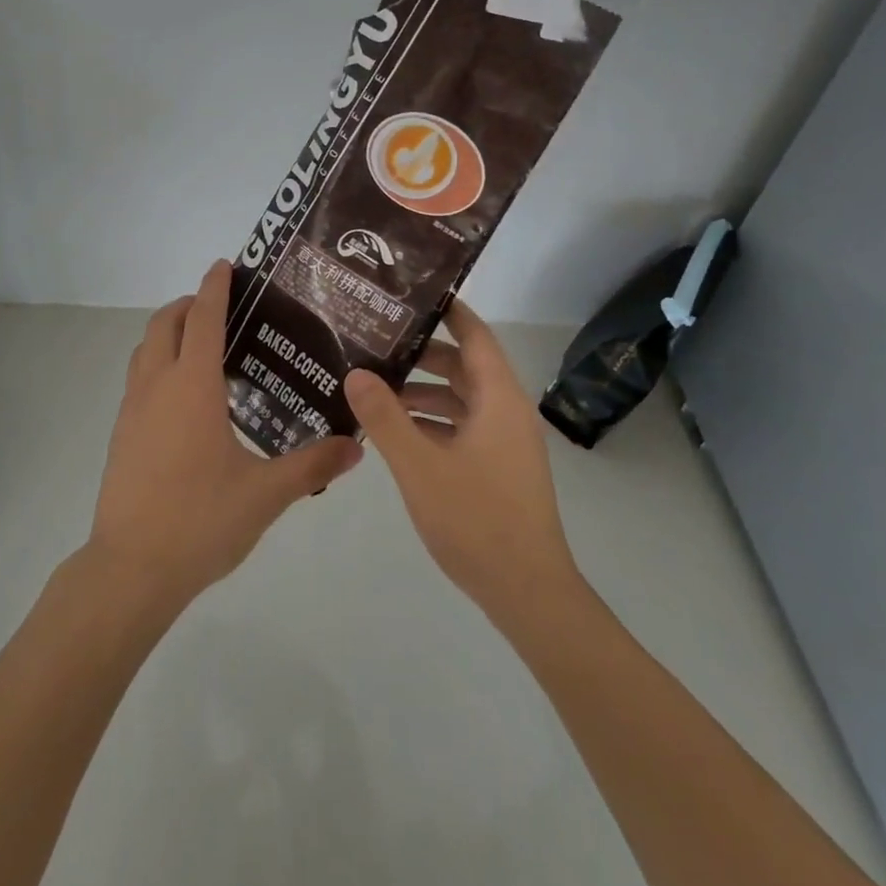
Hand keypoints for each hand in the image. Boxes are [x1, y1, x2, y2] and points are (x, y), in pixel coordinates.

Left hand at [85, 260, 363, 613]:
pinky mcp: (120, 433)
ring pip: (145, 349)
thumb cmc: (200, 520)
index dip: (214, 287)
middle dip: (187, 304)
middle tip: (220, 307)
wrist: (131, 568)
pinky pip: (138, 379)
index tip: (225, 264)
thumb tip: (356, 447)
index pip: (202, 318)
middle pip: (164, 324)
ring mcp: (132, 409)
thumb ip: (311, 466)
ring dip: (168, 332)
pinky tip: (184, 398)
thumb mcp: (265, 495)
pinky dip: (158, 364)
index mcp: (192, 386)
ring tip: (202, 345)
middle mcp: (157, 386)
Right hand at [345, 300, 582, 629]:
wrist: (528, 594)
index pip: (475, 335)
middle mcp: (506, 412)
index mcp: (498, 399)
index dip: (448, 310)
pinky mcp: (498, 468)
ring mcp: (504, 442)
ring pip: (461, 399)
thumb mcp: (419, 465)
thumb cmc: (477, 520)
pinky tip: (395, 431)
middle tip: (376, 338)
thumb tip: (356, 372)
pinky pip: (462, 426)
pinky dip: (431, 421)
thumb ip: (384, 417)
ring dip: (422, 391)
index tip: (411, 292)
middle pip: (464, 365)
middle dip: (422, 352)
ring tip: (375, 385)